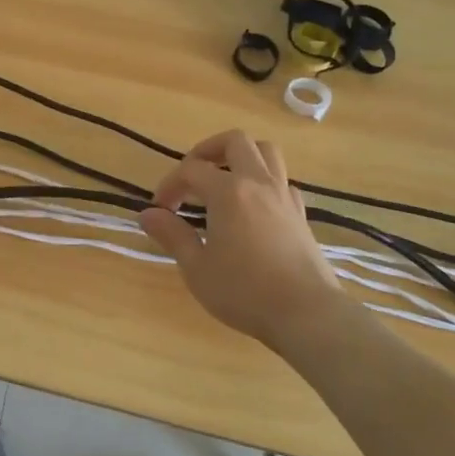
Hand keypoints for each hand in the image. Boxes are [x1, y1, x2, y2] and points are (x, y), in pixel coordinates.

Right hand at [138, 130, 341, 347]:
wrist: (307, 314)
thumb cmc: (245, 292)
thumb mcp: (197, 269)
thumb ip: (172, 235)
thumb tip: (147, 214)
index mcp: (228, 192)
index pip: (191, 170)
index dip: (170, 184)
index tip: (160, 210)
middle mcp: (258, 183)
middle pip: (235, 141)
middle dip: (208, 151)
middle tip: (192, 176)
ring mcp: (284, 195)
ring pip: (266, 152)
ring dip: (241, 156)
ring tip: (223, 179)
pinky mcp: (300, 213)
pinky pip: (282, 180)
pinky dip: (264, 181)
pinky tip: (253, 206)